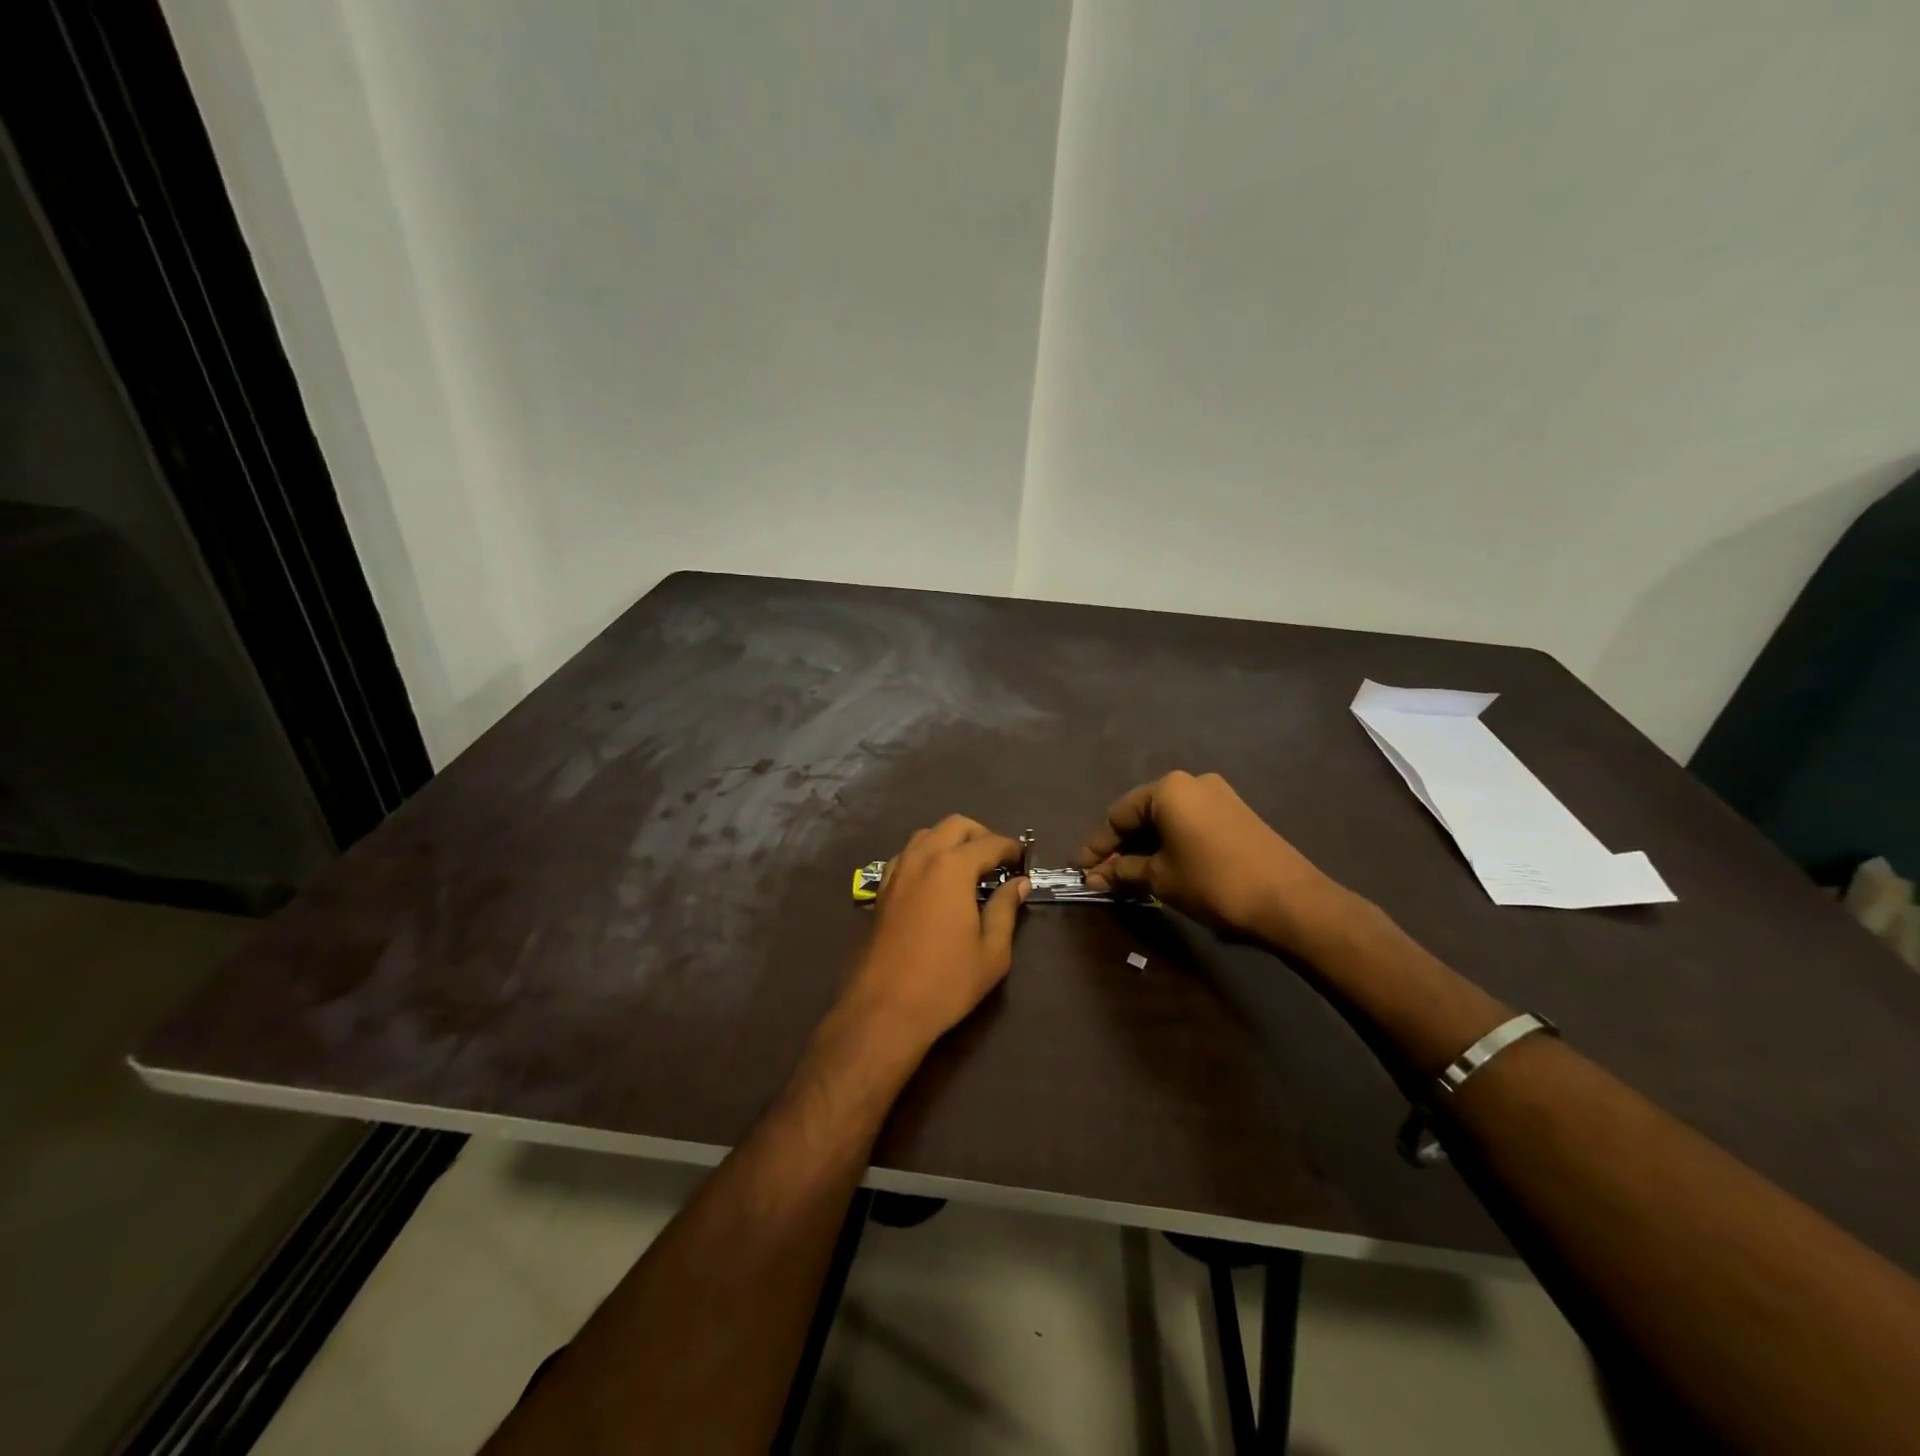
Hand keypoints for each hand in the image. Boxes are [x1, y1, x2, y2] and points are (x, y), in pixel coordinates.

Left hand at [836, 815, 1028, 1061]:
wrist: (884, 1009)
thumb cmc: (946, 982)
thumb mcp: (991, 951)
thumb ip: (1006, 909)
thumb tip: (1018, 883)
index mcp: (952, 868)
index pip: (989, 843)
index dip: (1010, 848)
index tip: (1023, 859)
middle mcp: (921, 858)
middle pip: (954, 825)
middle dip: (980, 834)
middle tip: (997, 860)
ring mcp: (896, 872)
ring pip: (925, 835)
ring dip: (949, 841)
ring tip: (967, 868)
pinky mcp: (881, 891)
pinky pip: (906, 856)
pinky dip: (925, 856)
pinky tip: (934, 883)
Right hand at [1077, 771, 1343, 952]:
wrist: (1290, 900)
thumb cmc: (1214, 882)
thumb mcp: (1161, 878)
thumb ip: (1123, 872)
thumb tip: (1093, 877)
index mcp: (1168, 789)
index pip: (1118, 815)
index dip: (1096, 845)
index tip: (1079, 870)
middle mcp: (1192, 782)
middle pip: (1142, 814)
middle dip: (1120, 847)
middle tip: (1101, 876)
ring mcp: (1218, 796)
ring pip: (1167, 820)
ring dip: (1145, 847)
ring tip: (1128, 877)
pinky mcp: (1236, 814)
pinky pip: (1189, 824)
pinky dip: (1170, 844)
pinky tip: (1161, 868)